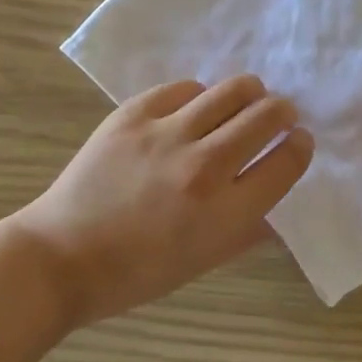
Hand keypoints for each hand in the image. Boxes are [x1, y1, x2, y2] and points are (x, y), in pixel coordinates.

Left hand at [12, 75, 313, 328]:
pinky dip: (198, 97)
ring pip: (232, 90)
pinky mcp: (134, 114)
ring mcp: (166, 134)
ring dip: (249, 93)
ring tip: (247, 99)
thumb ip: (249, 231)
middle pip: (266, 116)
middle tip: (279, 116)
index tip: (298, 140)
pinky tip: (194, 109)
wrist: (61, 256)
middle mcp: (203, 166)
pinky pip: (185, 88)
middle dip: (283, 112)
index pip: (287, 162)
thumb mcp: (204, 262)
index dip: (300, 146)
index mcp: (225, 212)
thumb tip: (280, 207)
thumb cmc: (137, 272)